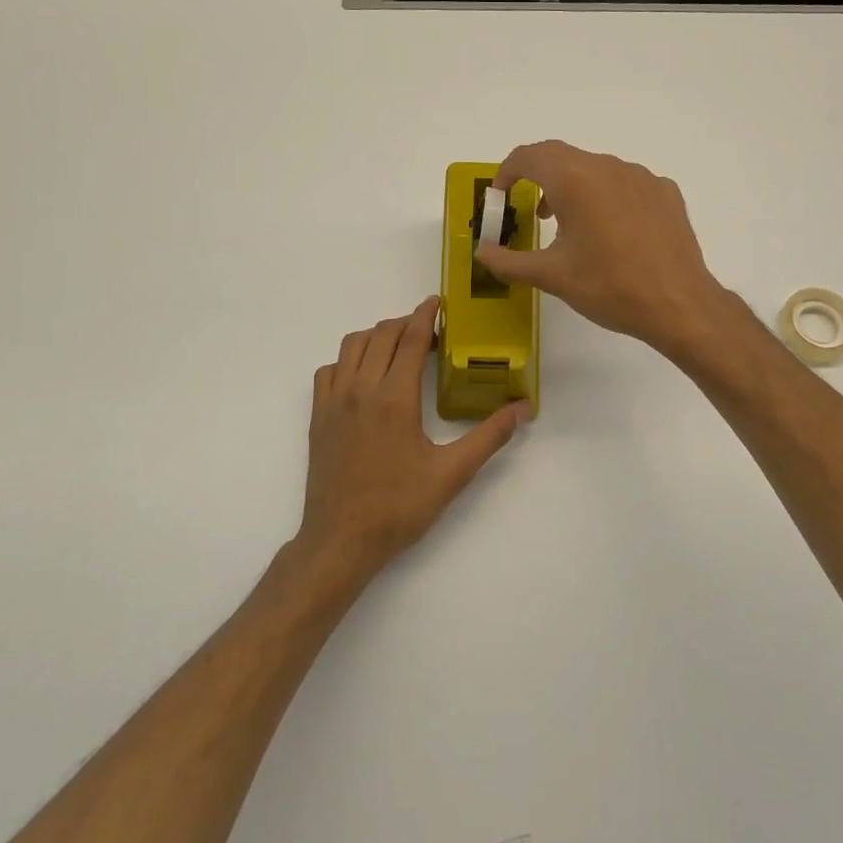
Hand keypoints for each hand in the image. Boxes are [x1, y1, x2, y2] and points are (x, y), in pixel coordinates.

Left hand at [298, 297, 529, 581]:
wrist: (341, 541)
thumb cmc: (399, 508)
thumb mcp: (452, 474)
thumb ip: (490, 437)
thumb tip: (523, 408)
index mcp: (395, 398)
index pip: (411, 339)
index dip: (426, 315)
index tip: (439, 302)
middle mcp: (361, 389)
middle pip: (382, 335)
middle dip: (407, 323)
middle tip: (430, 331)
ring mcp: (334, 401)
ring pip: (352, 345)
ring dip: (377, 336)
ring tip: (399, 347)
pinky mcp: (318, 416)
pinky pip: (329, 369)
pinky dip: (348, 360)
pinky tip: (364, 376)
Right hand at [476, 140, 731, 357]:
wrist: (679, 304)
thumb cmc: (609, 287)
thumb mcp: (552, 276)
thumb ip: (509, 262)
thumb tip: (482, 253)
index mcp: (575, 179)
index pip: (530, 156)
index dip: (507, 171)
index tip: (500, 196)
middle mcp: (608, 167)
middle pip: (563, 157)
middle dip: (539, 178)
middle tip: (530, 212)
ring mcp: (641, 176)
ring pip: (596, 169)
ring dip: (573, 187)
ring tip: (568, 225)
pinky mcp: (665, 192)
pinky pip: (625, 183)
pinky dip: (606, 197)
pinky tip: (611, 232)